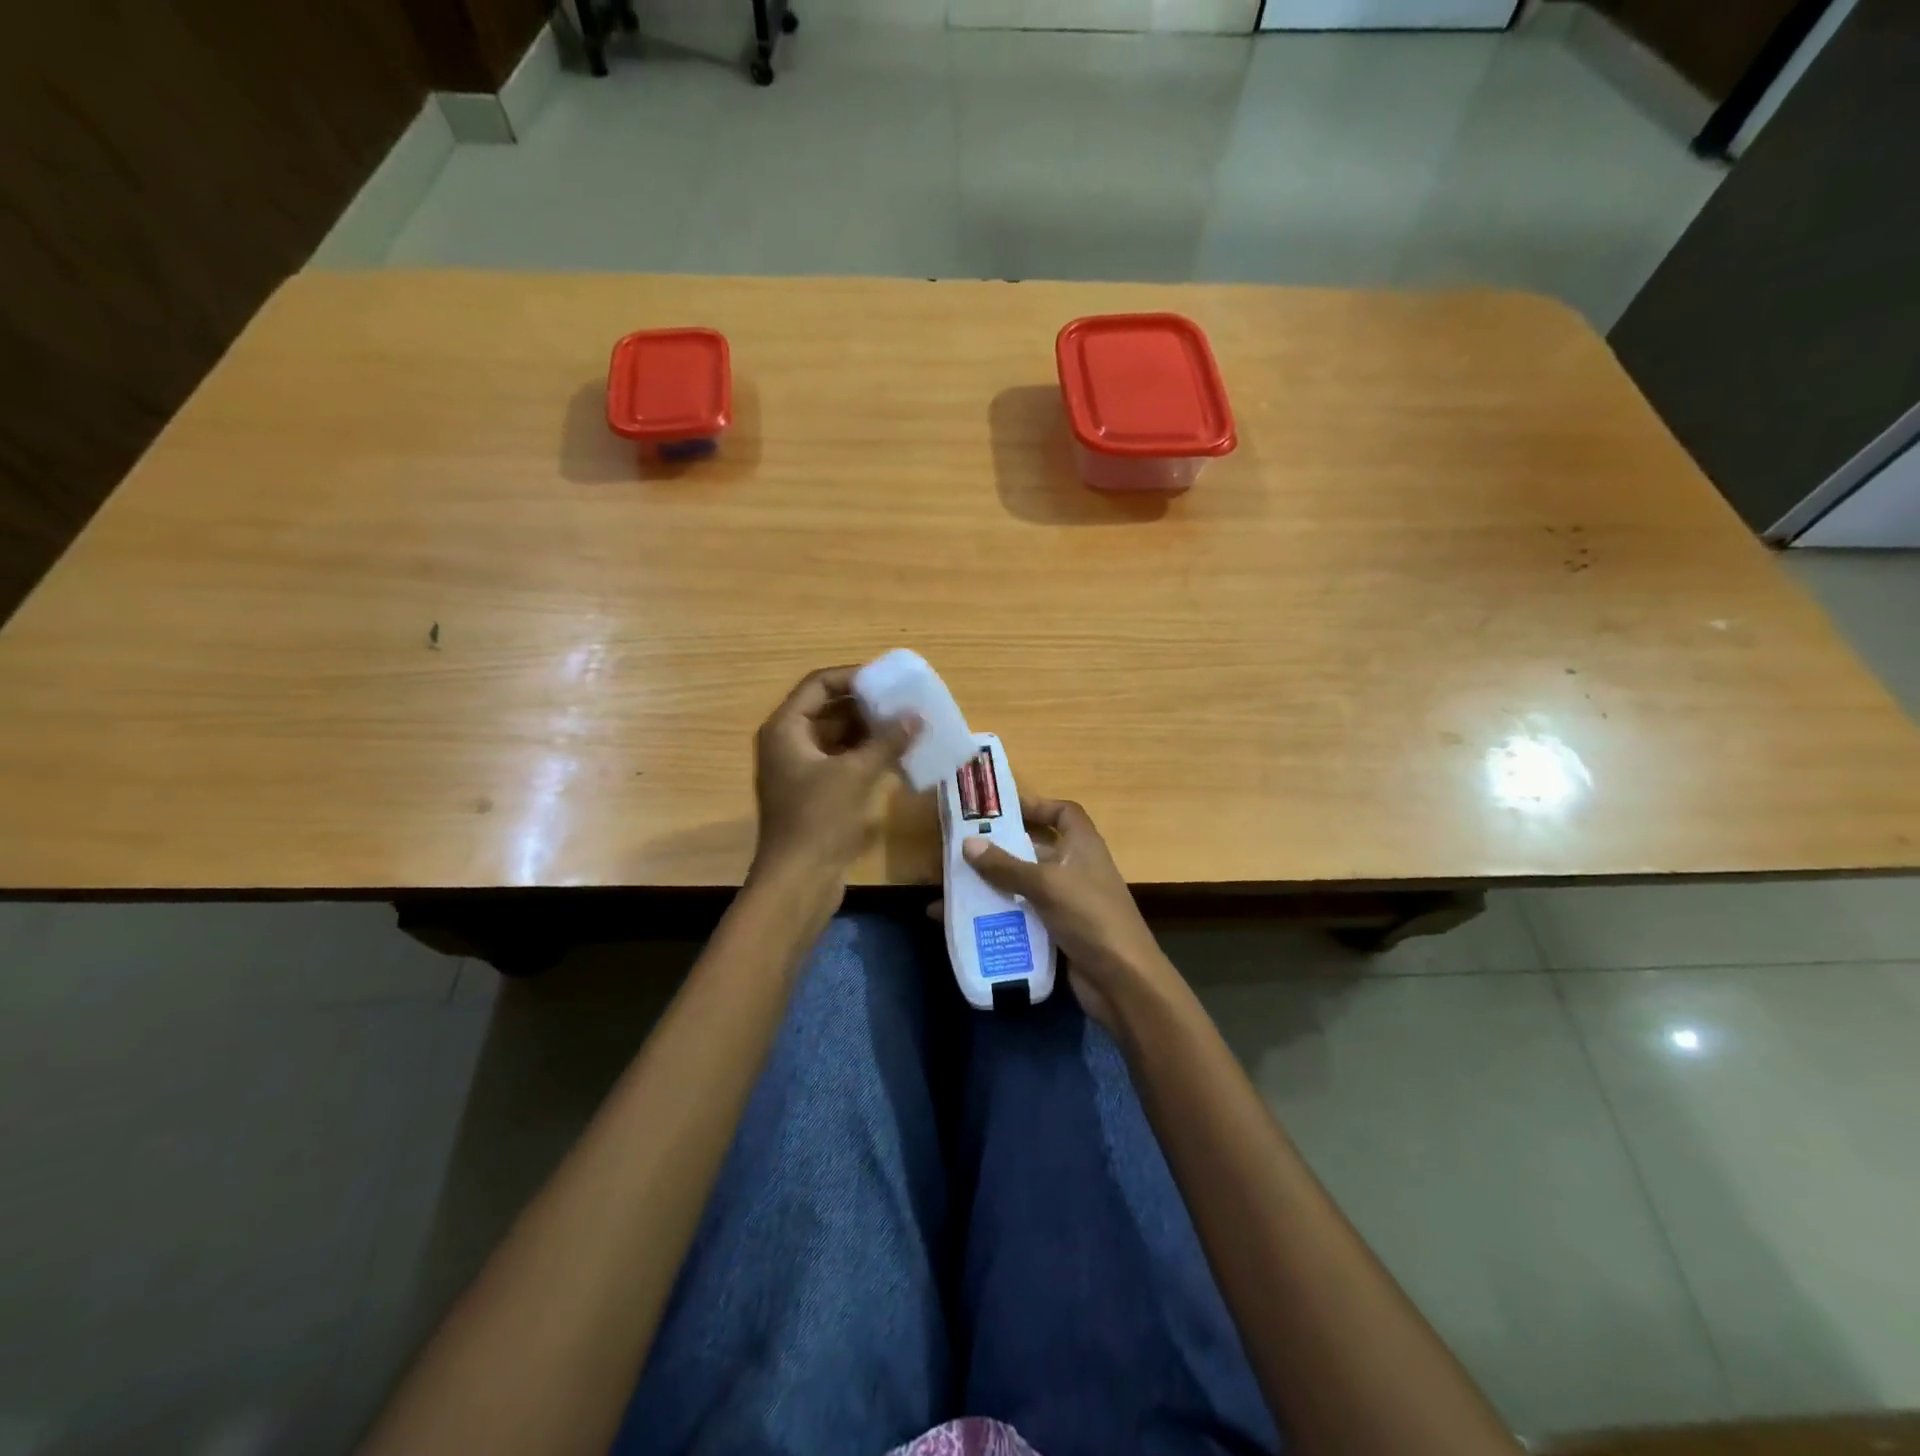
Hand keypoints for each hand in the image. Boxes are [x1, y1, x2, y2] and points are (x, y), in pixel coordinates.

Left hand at [750, 666, 916, 886]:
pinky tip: (896, 756)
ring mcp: (800, 769)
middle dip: (866, 705)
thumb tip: (916, 717)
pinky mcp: (814, 792)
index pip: (818, 685)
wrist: (798, 879)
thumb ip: (886, 741)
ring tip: (906, 726)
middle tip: (903, 702)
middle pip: (828, 709)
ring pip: (837, 737)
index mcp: (786, 729)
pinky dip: (865, 755)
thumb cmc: (820, 819)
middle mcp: (788, 743)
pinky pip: (841, 760)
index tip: (888, 680)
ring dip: (869, 731)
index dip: (853, 676)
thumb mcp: (856, 774)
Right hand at [953, 798, 1179, 1031]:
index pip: (1064, 813)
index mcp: (1083, 847)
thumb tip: (968, 844)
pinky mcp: (1059, 932)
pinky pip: (1025, 917)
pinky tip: (970, 921)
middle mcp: (1077, 869)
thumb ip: (1006, 866)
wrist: (1122, 981)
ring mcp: (1069, 903)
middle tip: (964, 850)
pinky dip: (1002, 916)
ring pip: (1026, 886)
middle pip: (1037, 850)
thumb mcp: (1046, 885)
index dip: (1038, 806)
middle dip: (1003, 850)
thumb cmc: (1090, 917)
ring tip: (957, 886)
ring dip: (996, 886)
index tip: (1004, 811)